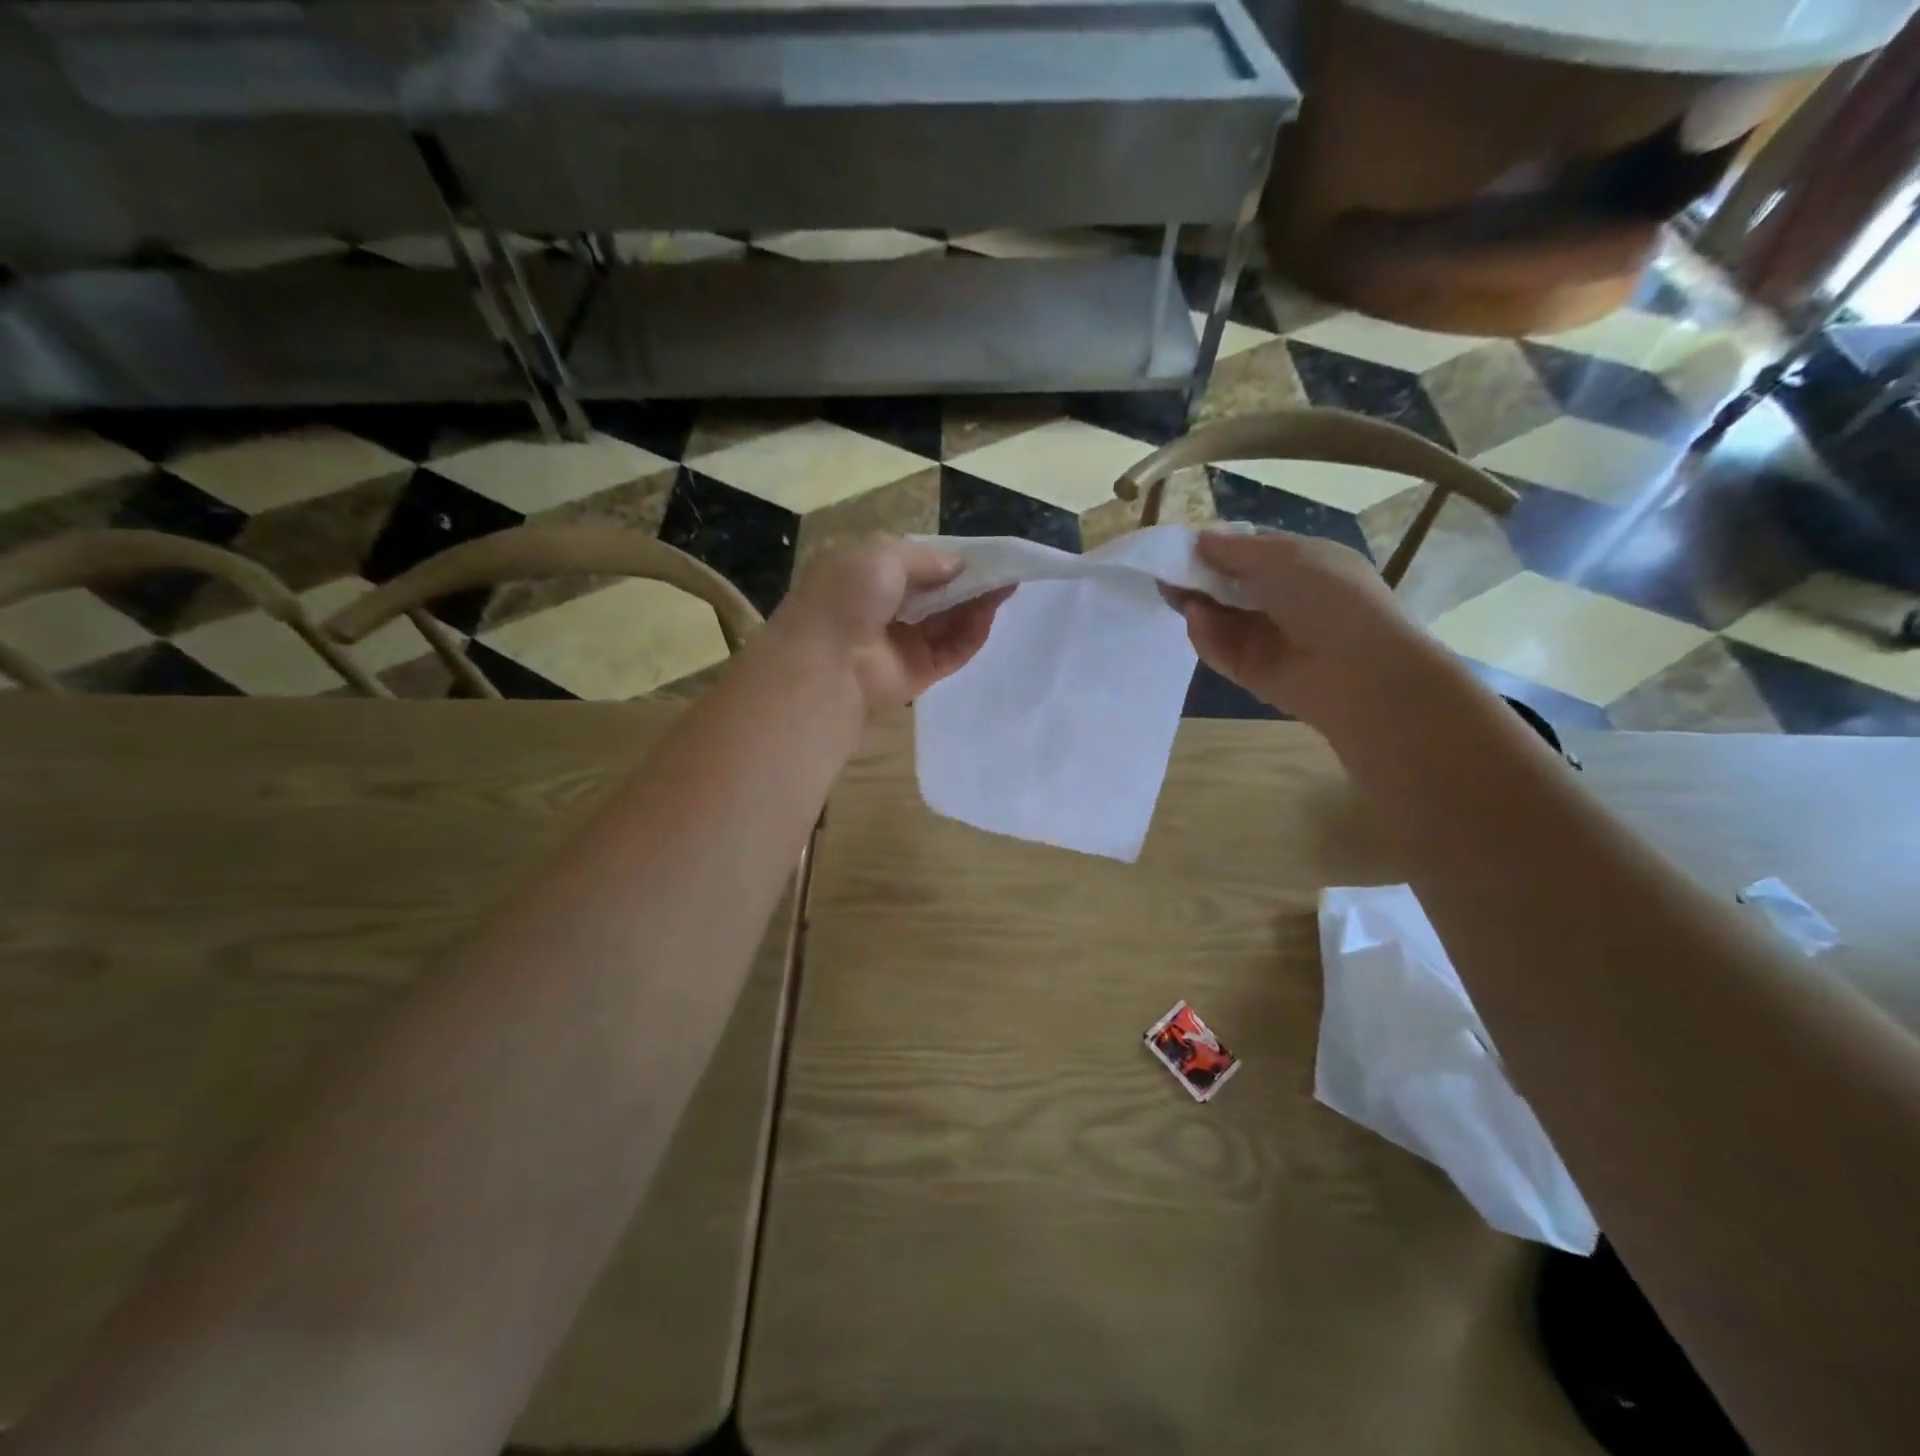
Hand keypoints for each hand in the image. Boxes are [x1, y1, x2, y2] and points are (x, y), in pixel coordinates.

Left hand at [771, 536, 1012, 711]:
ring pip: (948, 622)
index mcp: (866, 577)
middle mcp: (885, 610)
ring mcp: (902, 644)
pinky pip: (952, 650)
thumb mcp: (882, 554)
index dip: (947, 558)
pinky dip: (972, 633)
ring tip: (1007, 586)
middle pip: (937, 595)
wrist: (827, 661)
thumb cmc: (846, 596)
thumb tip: (959, 566)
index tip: (979, 552)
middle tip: (1004, 570)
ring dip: (976, 604)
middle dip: (969, 582)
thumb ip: (925, 558)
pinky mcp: (919, 673)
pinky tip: (990, 613)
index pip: (915, 565)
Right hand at [1166, 530, 1434, 728]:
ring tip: (1172, 592)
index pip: (1251, 551)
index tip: (1184, 544)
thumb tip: (1199, 540)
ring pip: (1219, 617)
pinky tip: (1195, 620)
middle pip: (1229, 585)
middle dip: (1197, 576)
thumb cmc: (1329, 597)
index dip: (1218, 546)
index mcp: (1302, 564)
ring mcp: (1266, 636)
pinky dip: (1205, 635)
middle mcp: (1282, 599)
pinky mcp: (1250, 670)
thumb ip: (1235, 549)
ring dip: (1195, 603)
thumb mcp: (1283, 557)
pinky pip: (1219, 648)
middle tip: (1164, 570)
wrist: (1357, 669)